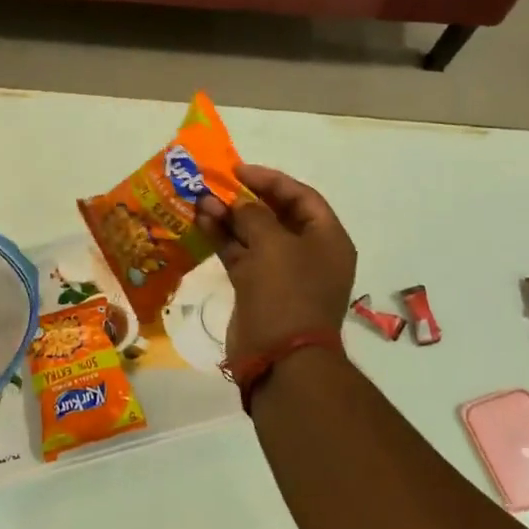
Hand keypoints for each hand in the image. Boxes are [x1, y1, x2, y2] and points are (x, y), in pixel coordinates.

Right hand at [197, 165, 355, 365]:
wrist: (279, 358)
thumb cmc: (286, 293)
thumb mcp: (273, 244)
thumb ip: (253, 214)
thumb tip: (237, 202)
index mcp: (327, 240)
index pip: (301, 197)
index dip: (270, 180)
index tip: (238, 170)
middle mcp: (308, 253)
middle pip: (277, 215)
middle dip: (245, 199)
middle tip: (216, 184)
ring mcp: (282, 273)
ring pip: (254, 235)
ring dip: (229, 217)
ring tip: (200, 201)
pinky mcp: (258, 289)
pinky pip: (241, 255)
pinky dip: (223, 239)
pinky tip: (201, 223)